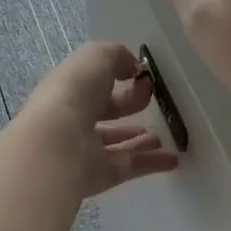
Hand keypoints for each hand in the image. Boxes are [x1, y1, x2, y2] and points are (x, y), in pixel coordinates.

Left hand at [18, 42, 180, 197]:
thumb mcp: (96, 57)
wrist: (56, 144)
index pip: (93, 80)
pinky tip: (173, 159)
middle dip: (128, 104)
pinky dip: (151, 163)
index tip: (141, 74)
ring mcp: (85, 148)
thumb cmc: (74, 92)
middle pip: (104, 110)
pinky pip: (129, 166)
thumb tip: (132, 66)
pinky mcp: (100, 174)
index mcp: (68, 87)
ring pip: (116, 142)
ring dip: (139, 138)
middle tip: (152, 98)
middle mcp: (74, 117)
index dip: (117, 74)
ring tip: (163, 135)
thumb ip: (116, 56)